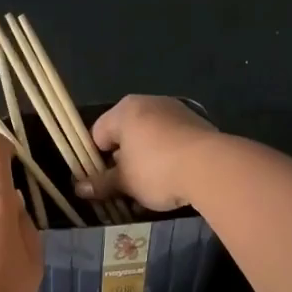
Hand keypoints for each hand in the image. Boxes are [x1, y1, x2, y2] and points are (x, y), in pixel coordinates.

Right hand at [83, 95, 221, 210]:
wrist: (212, 167)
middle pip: (126, 133)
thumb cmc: (156, 169)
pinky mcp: (199, 125)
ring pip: (151, 138)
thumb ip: (101, 183)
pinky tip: (172, 179)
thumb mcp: (124, 181)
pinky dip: (168, 157)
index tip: (101, 181)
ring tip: (149, 187)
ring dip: (146, 160)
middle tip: (124, 186)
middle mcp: (150, 103)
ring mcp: (177, 111)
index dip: (95, 159)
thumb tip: (79, 188)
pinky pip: (173, 141)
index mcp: (125, 110)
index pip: (97, 133)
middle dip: (123, 160)